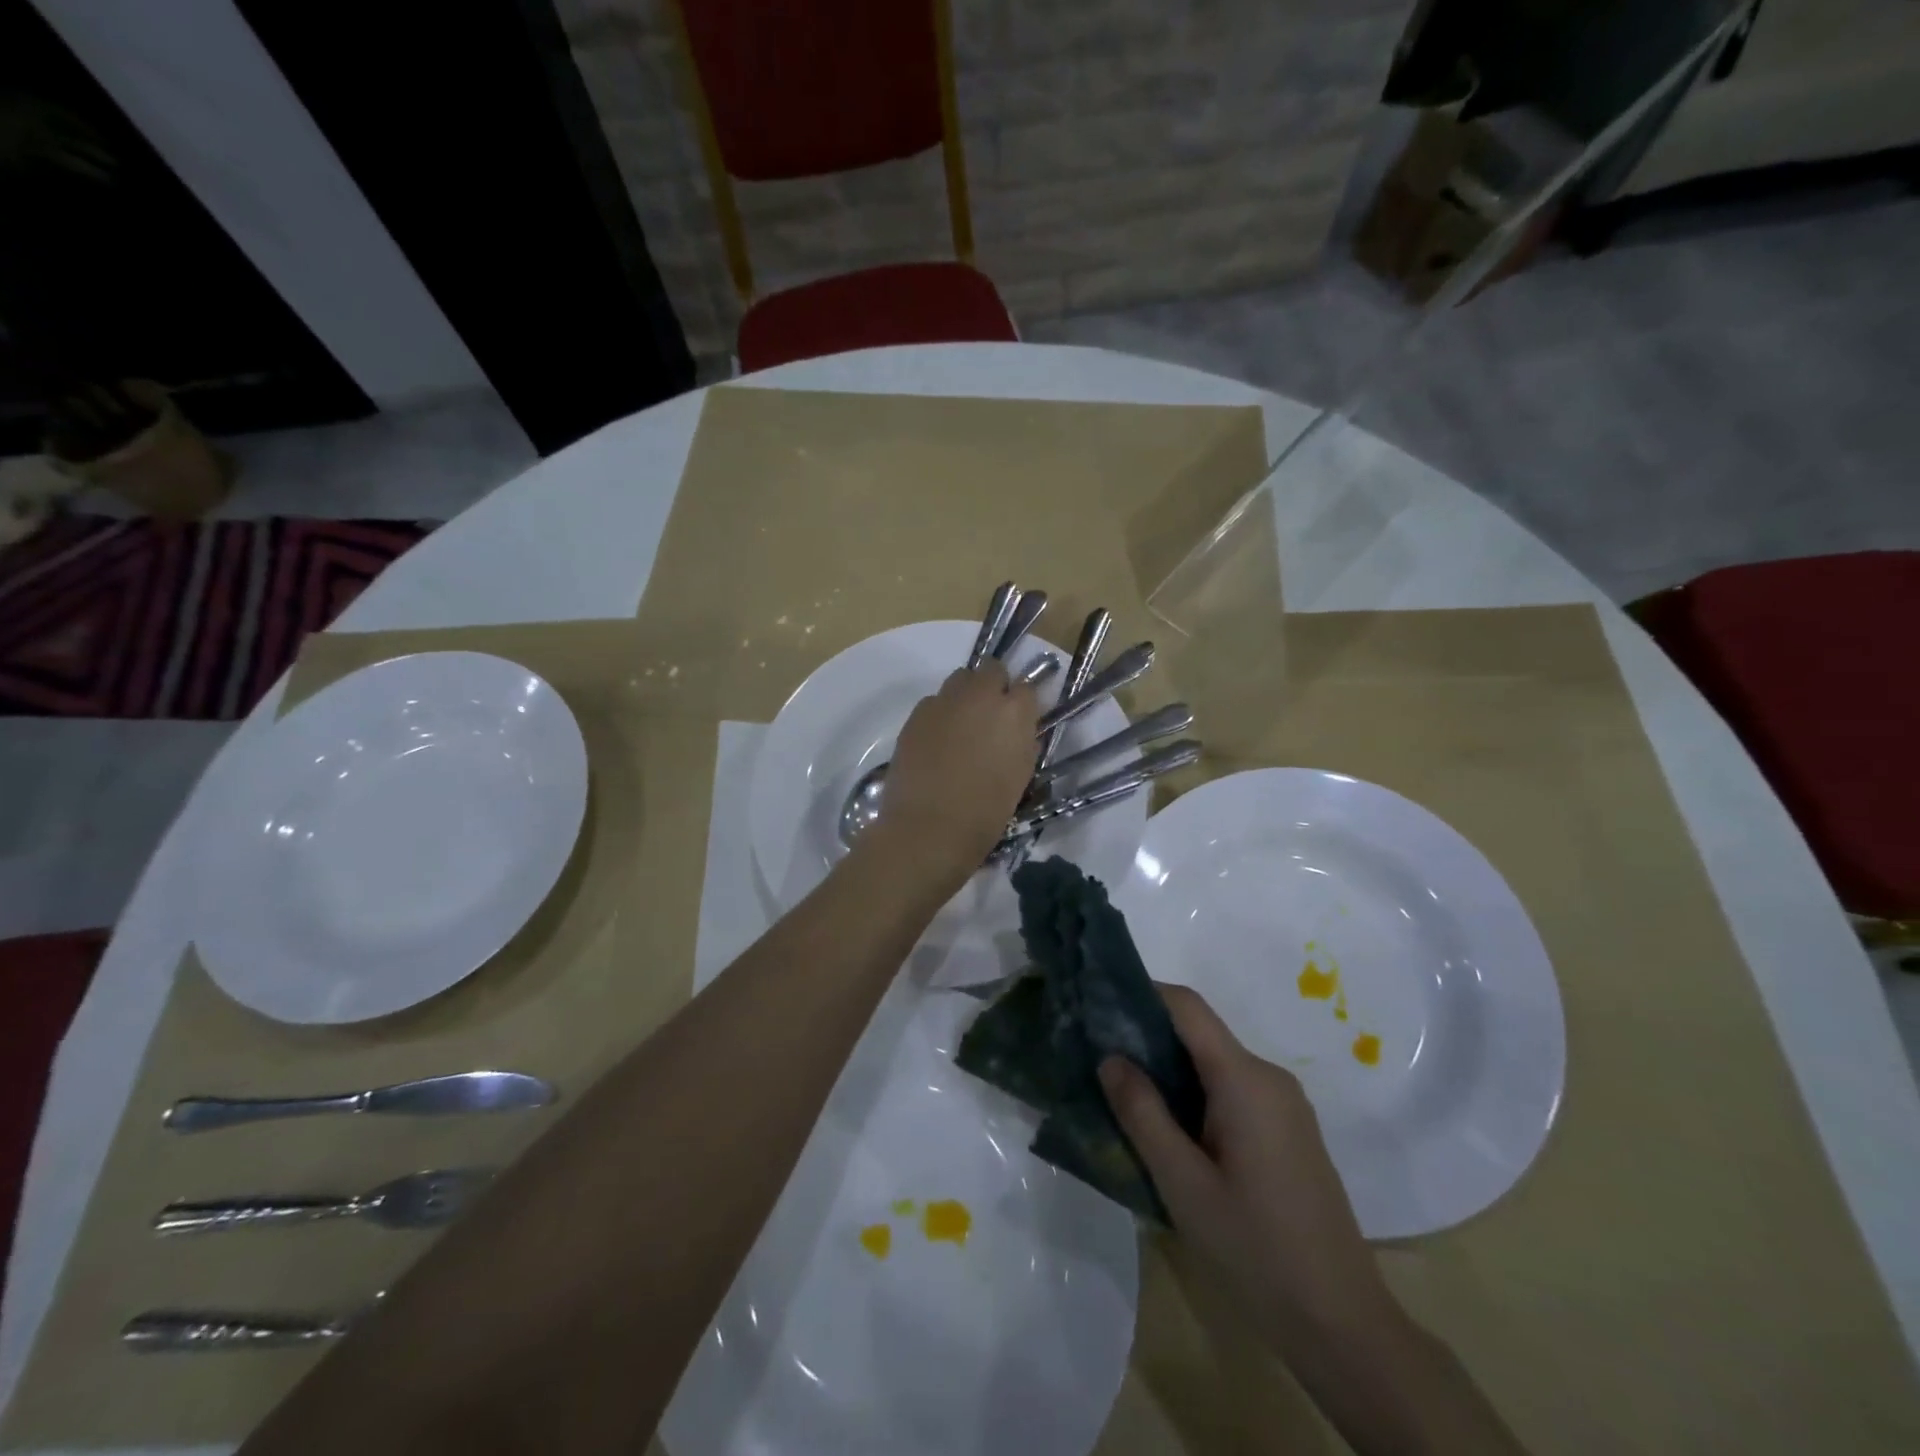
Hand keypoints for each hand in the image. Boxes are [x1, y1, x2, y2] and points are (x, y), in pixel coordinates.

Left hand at [862, 663, 1037, 888]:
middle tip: (989, 718)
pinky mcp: (916, 714)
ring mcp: (944, 701)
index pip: (1026, 688)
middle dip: (993, 686)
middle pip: (991, 670)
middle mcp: (980, 696)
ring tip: (961, 727)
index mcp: (1014, 713)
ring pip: (960, 679)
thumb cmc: (984, 813)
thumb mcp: (1019, 777)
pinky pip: (934, 701)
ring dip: (965, 695)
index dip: (1022, 704)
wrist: (928, 828)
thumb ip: (1022, 743)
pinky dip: (940, 713)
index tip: (1018, 721)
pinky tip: (936, 742)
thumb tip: (1017, 730)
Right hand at [1099, 986, 1392, 1344]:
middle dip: (1149, 1036)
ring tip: (1126, 1094)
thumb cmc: (1256, 1250)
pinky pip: (1234, 1089)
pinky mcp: (1290, 1129)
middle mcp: (1269, 1077)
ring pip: (1216, 1063)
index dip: (1143, 993)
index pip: (1188, 1006)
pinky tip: (1171, 1128)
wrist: (1343, 1325)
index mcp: (1245, 1079)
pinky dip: (1196, 1092)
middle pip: (1201, 1033)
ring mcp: (1285, 1104)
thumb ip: (1142, 1114)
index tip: (1100, 1003)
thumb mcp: (1183, 1184)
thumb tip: (1110, 1057)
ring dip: (1171, 1069)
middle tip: (1100, 1057)